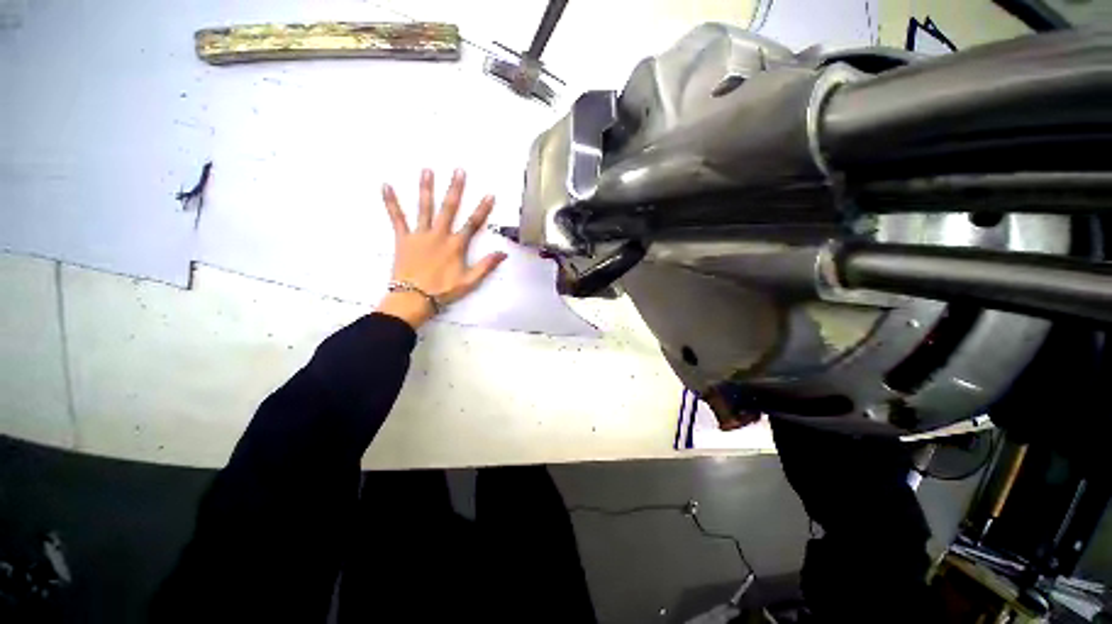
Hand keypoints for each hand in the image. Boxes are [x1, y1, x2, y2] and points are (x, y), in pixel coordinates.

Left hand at [375, 168, 506, 328]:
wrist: (413, 298)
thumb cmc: (443, 291)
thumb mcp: (469, 281)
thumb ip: (486, 266)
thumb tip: (503, 253)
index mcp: (456, 245)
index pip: (472, 224)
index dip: (482, 209)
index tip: (489, 194)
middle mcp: (439, 235)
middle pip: (449, 208)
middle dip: (455, 189)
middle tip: (459, 170)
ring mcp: (420, 235)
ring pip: (424, 207)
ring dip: (426, 188)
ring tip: (427, 170)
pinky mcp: (403, 239)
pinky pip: (396, 218)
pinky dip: (391, 202)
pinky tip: (385, 185)